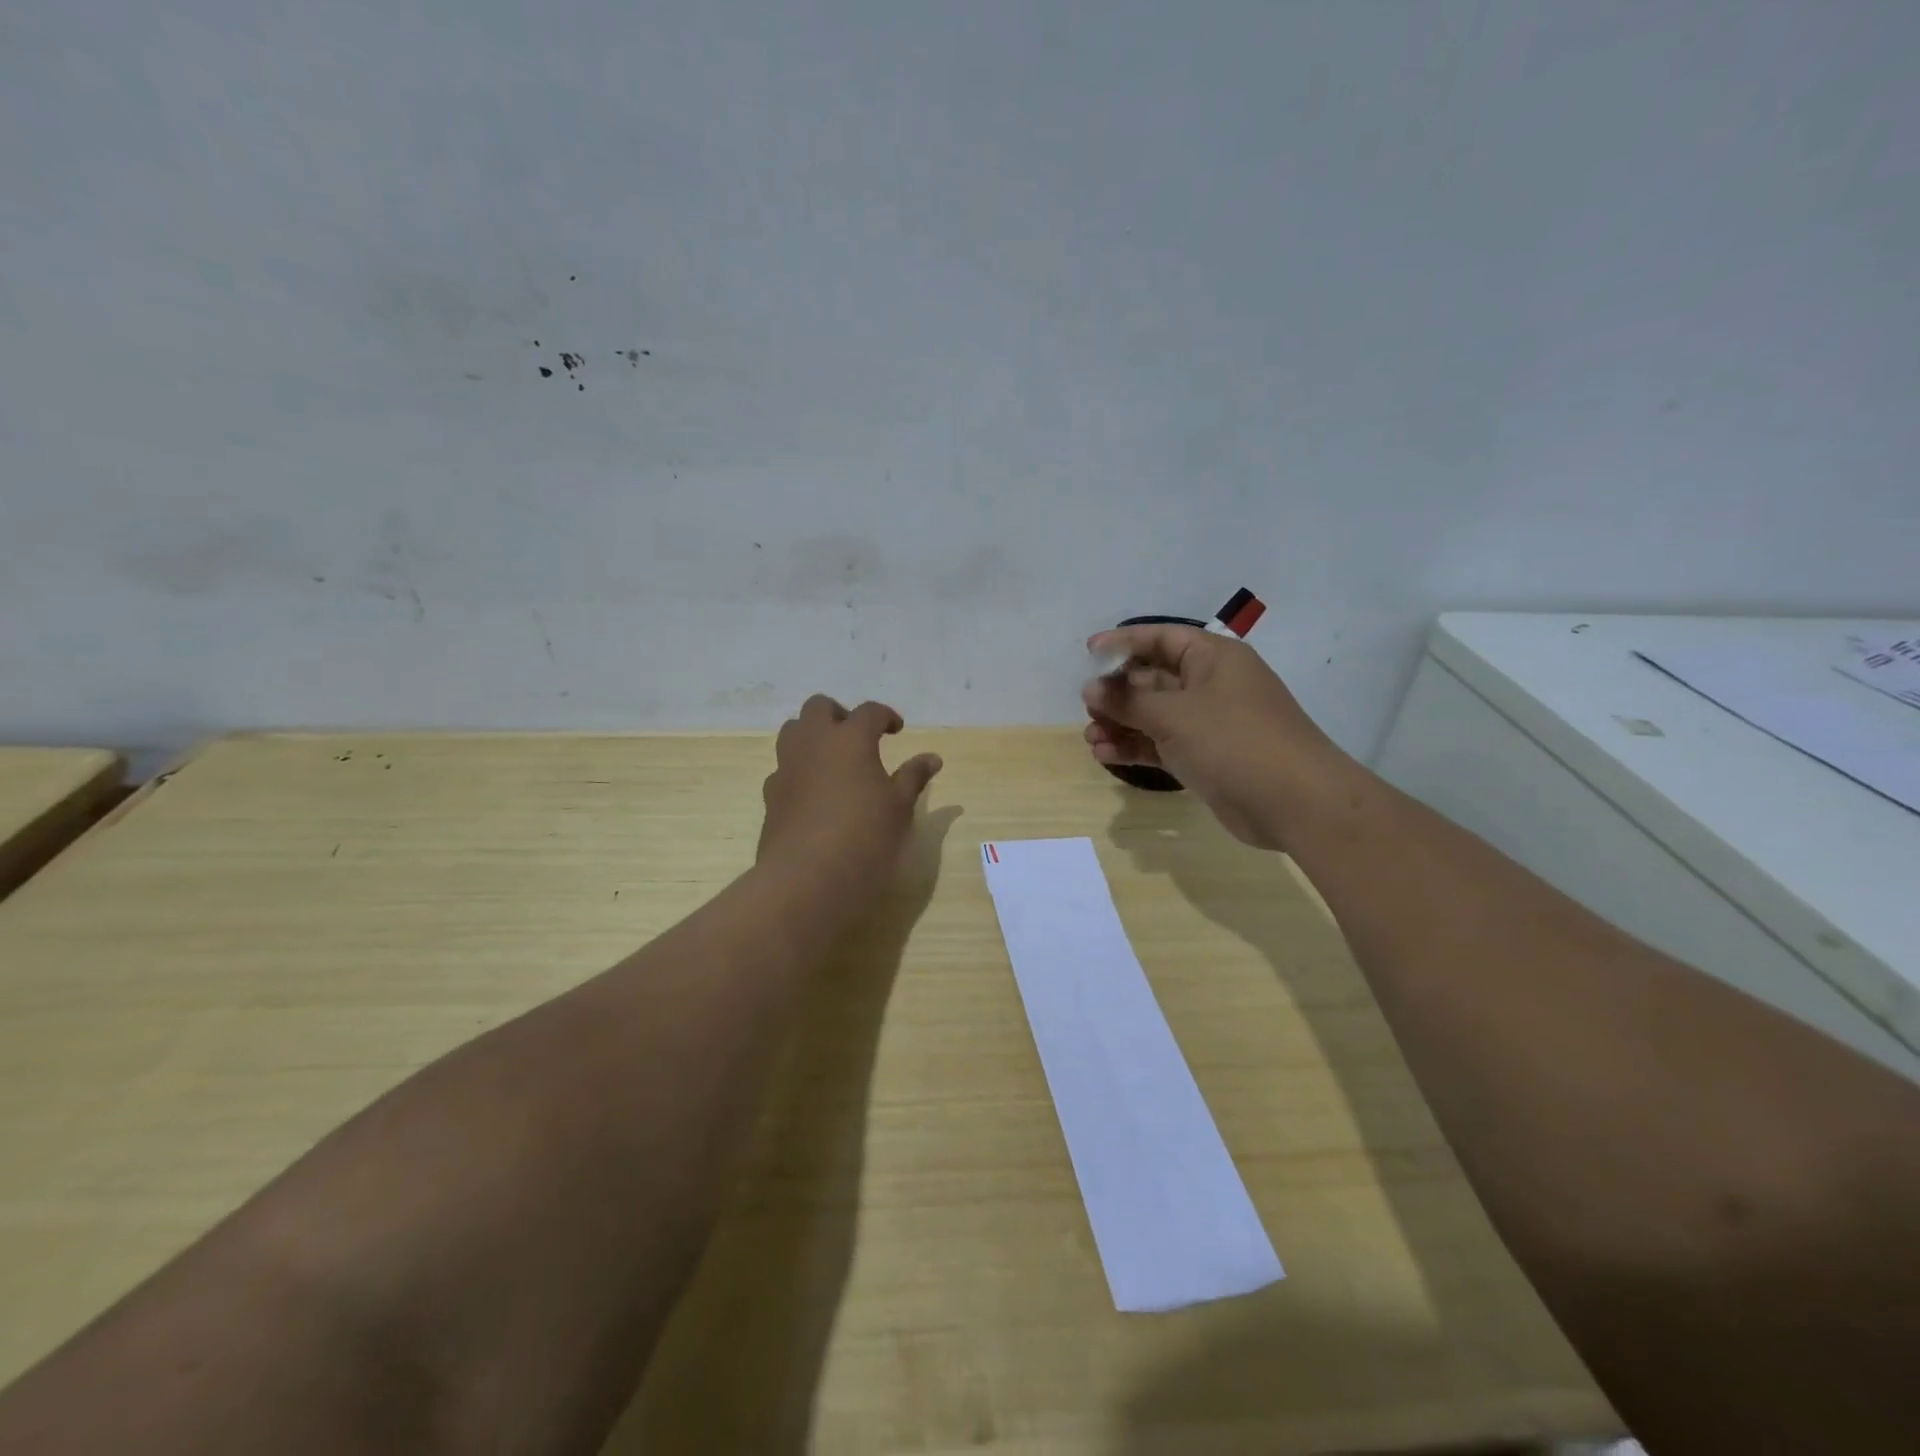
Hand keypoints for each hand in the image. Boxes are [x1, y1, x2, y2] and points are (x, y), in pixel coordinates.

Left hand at [758, 695, 943, 888]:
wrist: (807, 878)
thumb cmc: (865, 836)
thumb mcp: (900, 807)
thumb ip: (914, 777)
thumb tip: (932, 758)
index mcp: (850, 738)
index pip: (869, 711)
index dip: (885, 716)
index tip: (897, 730)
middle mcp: (813, 743)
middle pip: (818, 707)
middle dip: (839, 714)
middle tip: (857, 736)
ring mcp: (787, 767)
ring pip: (793, 731)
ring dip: (812, 736)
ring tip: (833, 760)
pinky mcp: (770, 795)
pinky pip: (783, 767)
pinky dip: (799, 769)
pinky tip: (814, 793)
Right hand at [1082, 626, 1358, 850]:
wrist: (1295, 802)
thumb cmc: (1233, 740)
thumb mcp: (1174, 715)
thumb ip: (1128, 701)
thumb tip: (1092, 689)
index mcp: (1213, 658)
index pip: (1161, 638)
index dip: (1124, 642)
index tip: (1088, 652)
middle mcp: (1212, 685)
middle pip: (1154, 678)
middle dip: (1118, 692)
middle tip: (1087, 706)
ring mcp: (1210, 723)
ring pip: (1155, 715)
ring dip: (1122, 723)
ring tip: (1090, 737)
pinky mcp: (1206, 757)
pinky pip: (1162, 744)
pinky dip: (1136, 747)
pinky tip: (1105, 755)